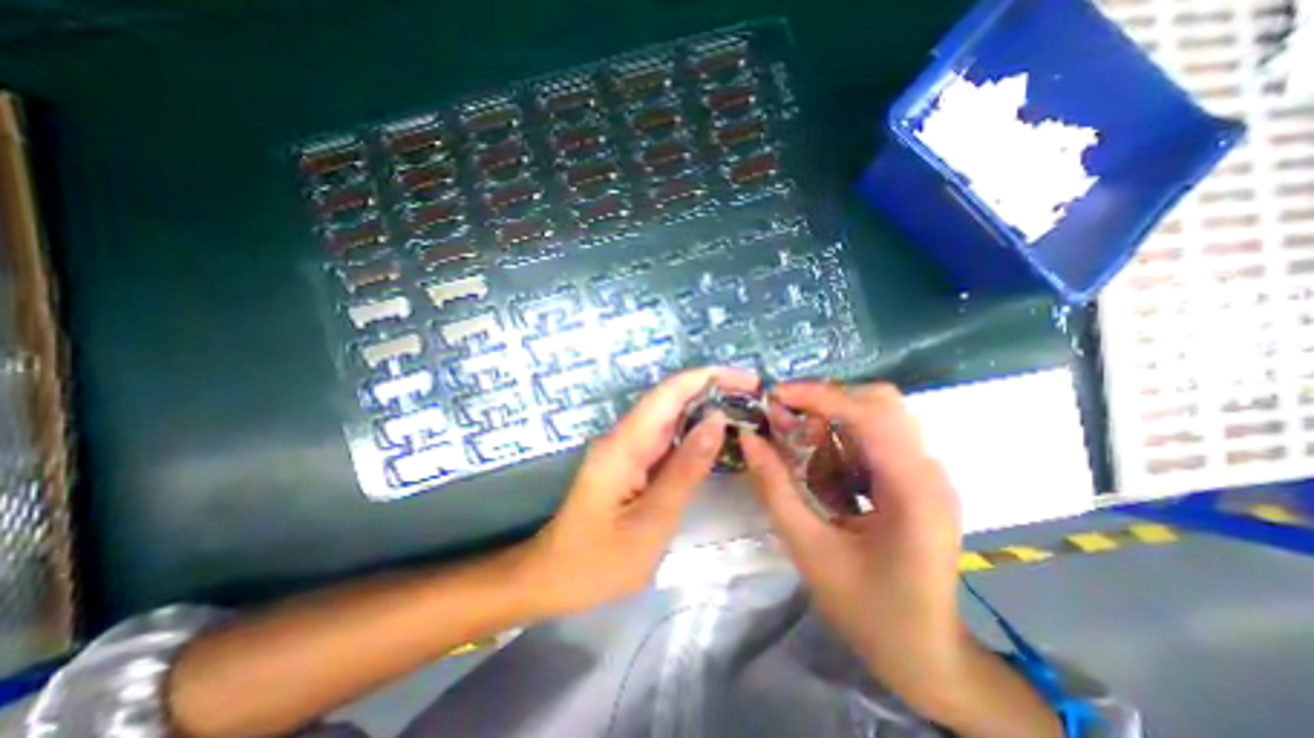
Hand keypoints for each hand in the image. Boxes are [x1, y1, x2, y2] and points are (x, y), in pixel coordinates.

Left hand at [515, 368, 754, 616]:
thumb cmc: (599, 560)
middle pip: (671, 398)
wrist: (554, 577)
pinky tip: (716, 438)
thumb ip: (685, 469)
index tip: (747, 381)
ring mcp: (627, 447)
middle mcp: (625, 436)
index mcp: (625, 444)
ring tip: (745, 412)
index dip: (708, 378)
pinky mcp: (631, 461)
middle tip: (755, 398)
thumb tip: (716, 420)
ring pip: (670, 416)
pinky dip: (693, 432)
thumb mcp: (651, 521)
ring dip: (706, 408)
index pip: (669, 393)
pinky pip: (666, 437)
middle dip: (713, 390)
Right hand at [736, 383, 961, 704]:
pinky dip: (844, 434)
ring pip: (880, 413)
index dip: (819, 396)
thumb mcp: (808, 549)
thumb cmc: (868, 610)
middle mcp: (928, 470)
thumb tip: (749, 438)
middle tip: (786, 419)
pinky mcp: (918, 479)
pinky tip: (822, 460)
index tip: (775, 396)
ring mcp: (928, 473)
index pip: (869, 414)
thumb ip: (774, 489)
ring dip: (834, 415)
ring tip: (799, 438)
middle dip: (826, 401)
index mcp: (911, 490)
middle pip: (881, 402)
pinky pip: (879, 435)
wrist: (926, 655)